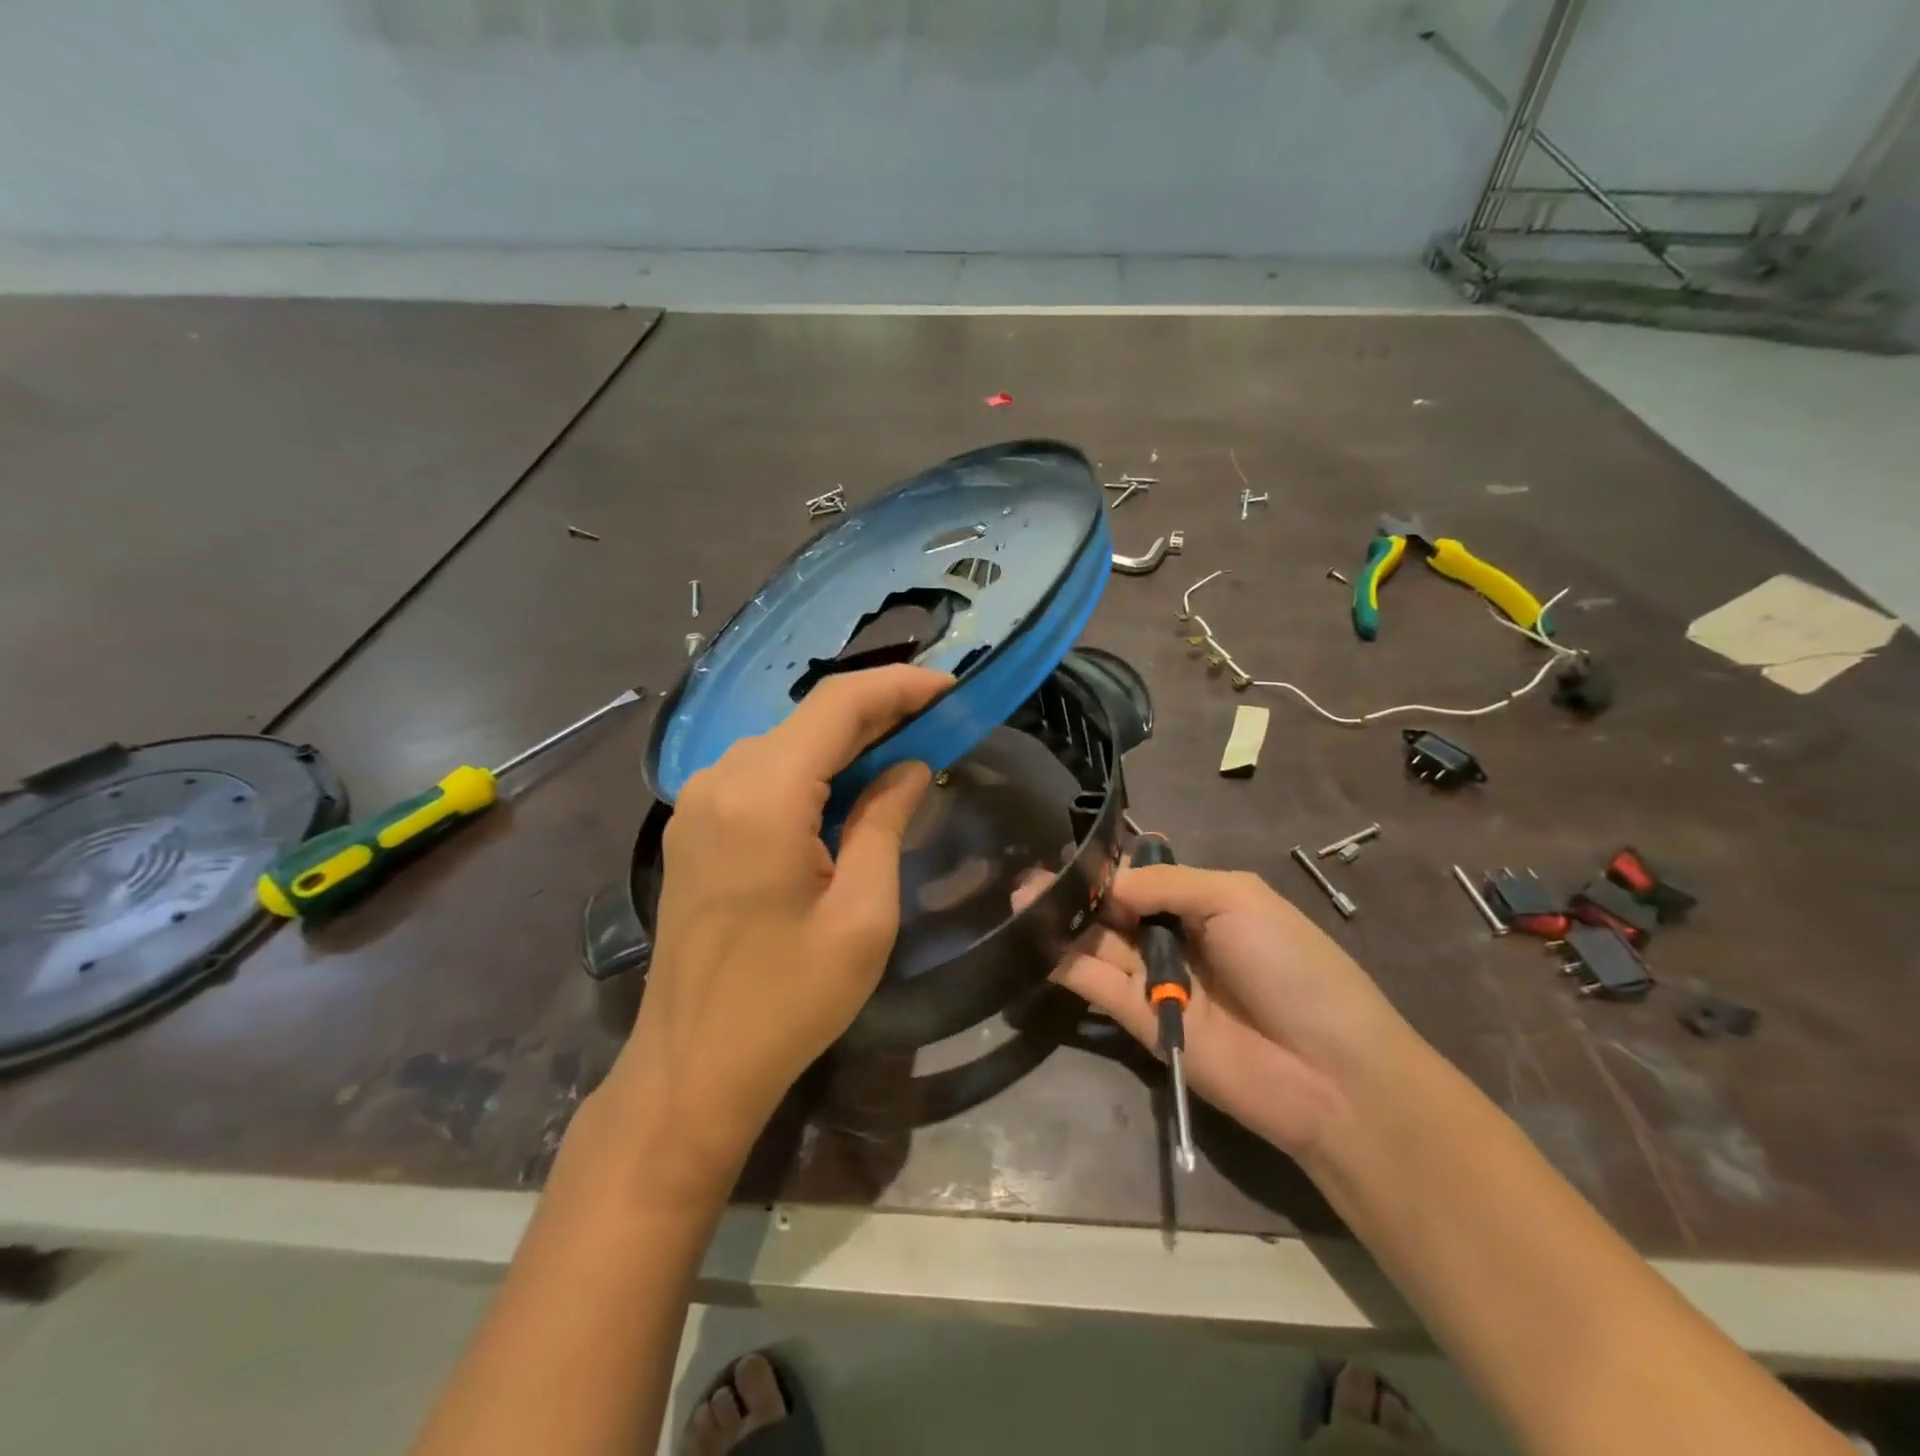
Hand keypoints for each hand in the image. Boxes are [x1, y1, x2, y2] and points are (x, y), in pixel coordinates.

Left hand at [603, 666, 950, 1174]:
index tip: (950, 686)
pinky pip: (761, 774)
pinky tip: (847, 791)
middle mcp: (721, 779)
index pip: (838, 705)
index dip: (899, 686)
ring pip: (786, 743)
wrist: (691, 1067)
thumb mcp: (862, 915)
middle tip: (939, 722)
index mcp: (763, 795)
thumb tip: (909, 766)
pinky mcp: (694, 826)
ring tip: (904, 753)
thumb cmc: (788, 1001)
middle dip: (878, 712)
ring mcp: (699, 801)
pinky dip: (811, 769)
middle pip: (810, 718)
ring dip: (845, 742)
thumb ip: (885, 823)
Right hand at [1038, 863, 1418, 1165]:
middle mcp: (1175, 938)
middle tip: (1027, 878)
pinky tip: (1034, 938)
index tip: (1065, 853)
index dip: (1107, 867)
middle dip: (1075, 892)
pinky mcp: (1138, 1021)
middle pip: (1114, 910)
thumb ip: (1166, 883)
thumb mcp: (1236, 899)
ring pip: (1097, 944)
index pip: (1142, 877)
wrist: (1326, 1071)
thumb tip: (1108, 885)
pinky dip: (1065, 962)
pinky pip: (1095, 984)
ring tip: (1019, 900)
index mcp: (1204, 902)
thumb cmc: (1291, 966)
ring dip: (1060, 923)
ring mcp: (1155, 981)